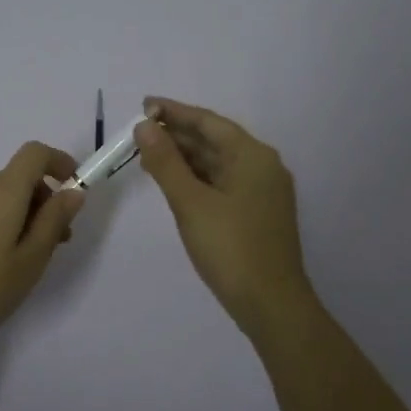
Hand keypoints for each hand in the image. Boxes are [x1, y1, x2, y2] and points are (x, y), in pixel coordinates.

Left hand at [0, 141, 87, 361]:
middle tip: (60, 241)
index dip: (60, 162)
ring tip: (34, 259)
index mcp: (1, 191)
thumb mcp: (30, 261)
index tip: (76, 190)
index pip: (34, 153)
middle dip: (47, 199)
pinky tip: (4, 264)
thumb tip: (73, 191)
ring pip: (4, 197)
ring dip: (28, 215)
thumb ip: (54, 221)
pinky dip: (6, 224)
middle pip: (20, 177)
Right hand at [135, 96, 315, 337]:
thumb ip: (165, 162)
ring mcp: (263, 191)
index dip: (174, 112)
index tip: (144, 105)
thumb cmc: (230, 248)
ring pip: (218, 162)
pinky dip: (197, 178)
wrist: (271, 304)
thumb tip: (144, 126)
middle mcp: (262, 166)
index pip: (208, 121)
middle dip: (177, 135)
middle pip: (215, 140)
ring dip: (185, 157)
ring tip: (149, 155)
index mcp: (252, 155)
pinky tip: (175, 182)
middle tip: (139, 132)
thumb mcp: (190, 202)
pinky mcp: (258, 213)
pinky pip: (223, 182)